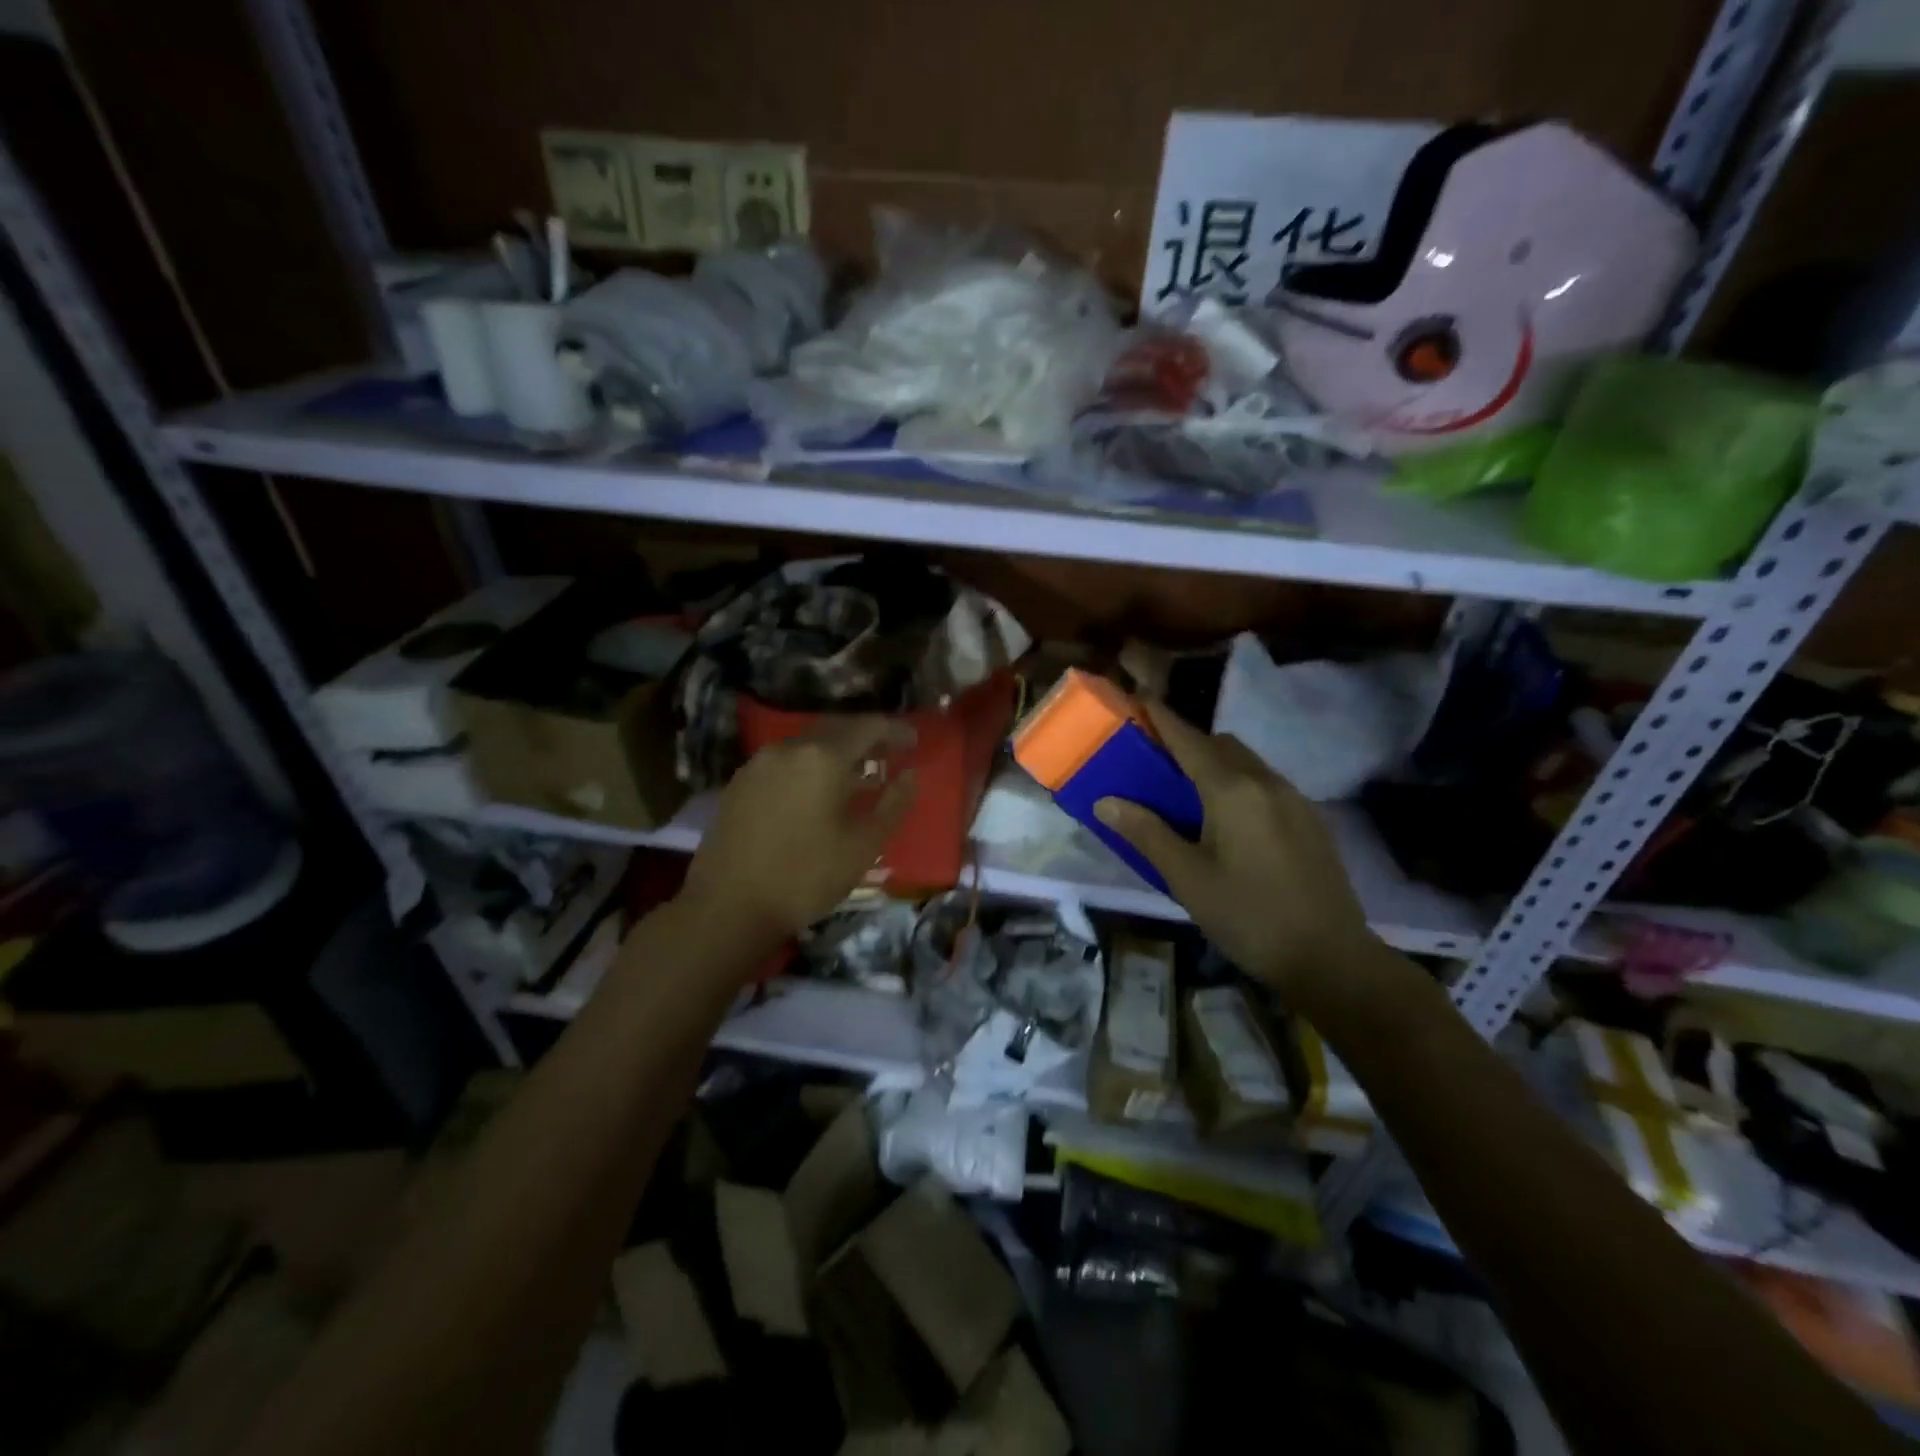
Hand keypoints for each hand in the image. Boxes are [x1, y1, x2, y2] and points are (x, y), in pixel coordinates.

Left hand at [680, 716, 917, 947]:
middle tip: (889, 755)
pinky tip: (815, 795)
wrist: (727, 908)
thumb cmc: (805, 877)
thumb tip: (910, 776)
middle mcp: (788, 748)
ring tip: (855, 778)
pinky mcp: (738, 783)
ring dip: (835, 755)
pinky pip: (784, 763)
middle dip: (865, 739)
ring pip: (807, 747)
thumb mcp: (863, 846)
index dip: (894, 731)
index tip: (914, 742)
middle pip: (835, 730)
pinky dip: (808, 769)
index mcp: (822, 757)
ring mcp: (758, 764)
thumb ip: (893, 804)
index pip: (868, 727)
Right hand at [1094, 701, 1377, 999]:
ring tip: (1188, 796)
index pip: (1188, 739)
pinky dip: (1238, 784)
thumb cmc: (1249, 917)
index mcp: (1232, 790)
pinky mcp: (1310, 819)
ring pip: (1246, 763)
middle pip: (1221, 744)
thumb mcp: (1187, 878)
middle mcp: (1266, 782)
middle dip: (1187, 742)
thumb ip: (1146, 833)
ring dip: (1215, 764)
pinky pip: (1265, 784)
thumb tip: (1106, 800)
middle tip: (1155, 765)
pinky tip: (1229, 824)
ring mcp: (1294, 799)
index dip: (1160, 717)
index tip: (1136, 700)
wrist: (1332, 958)